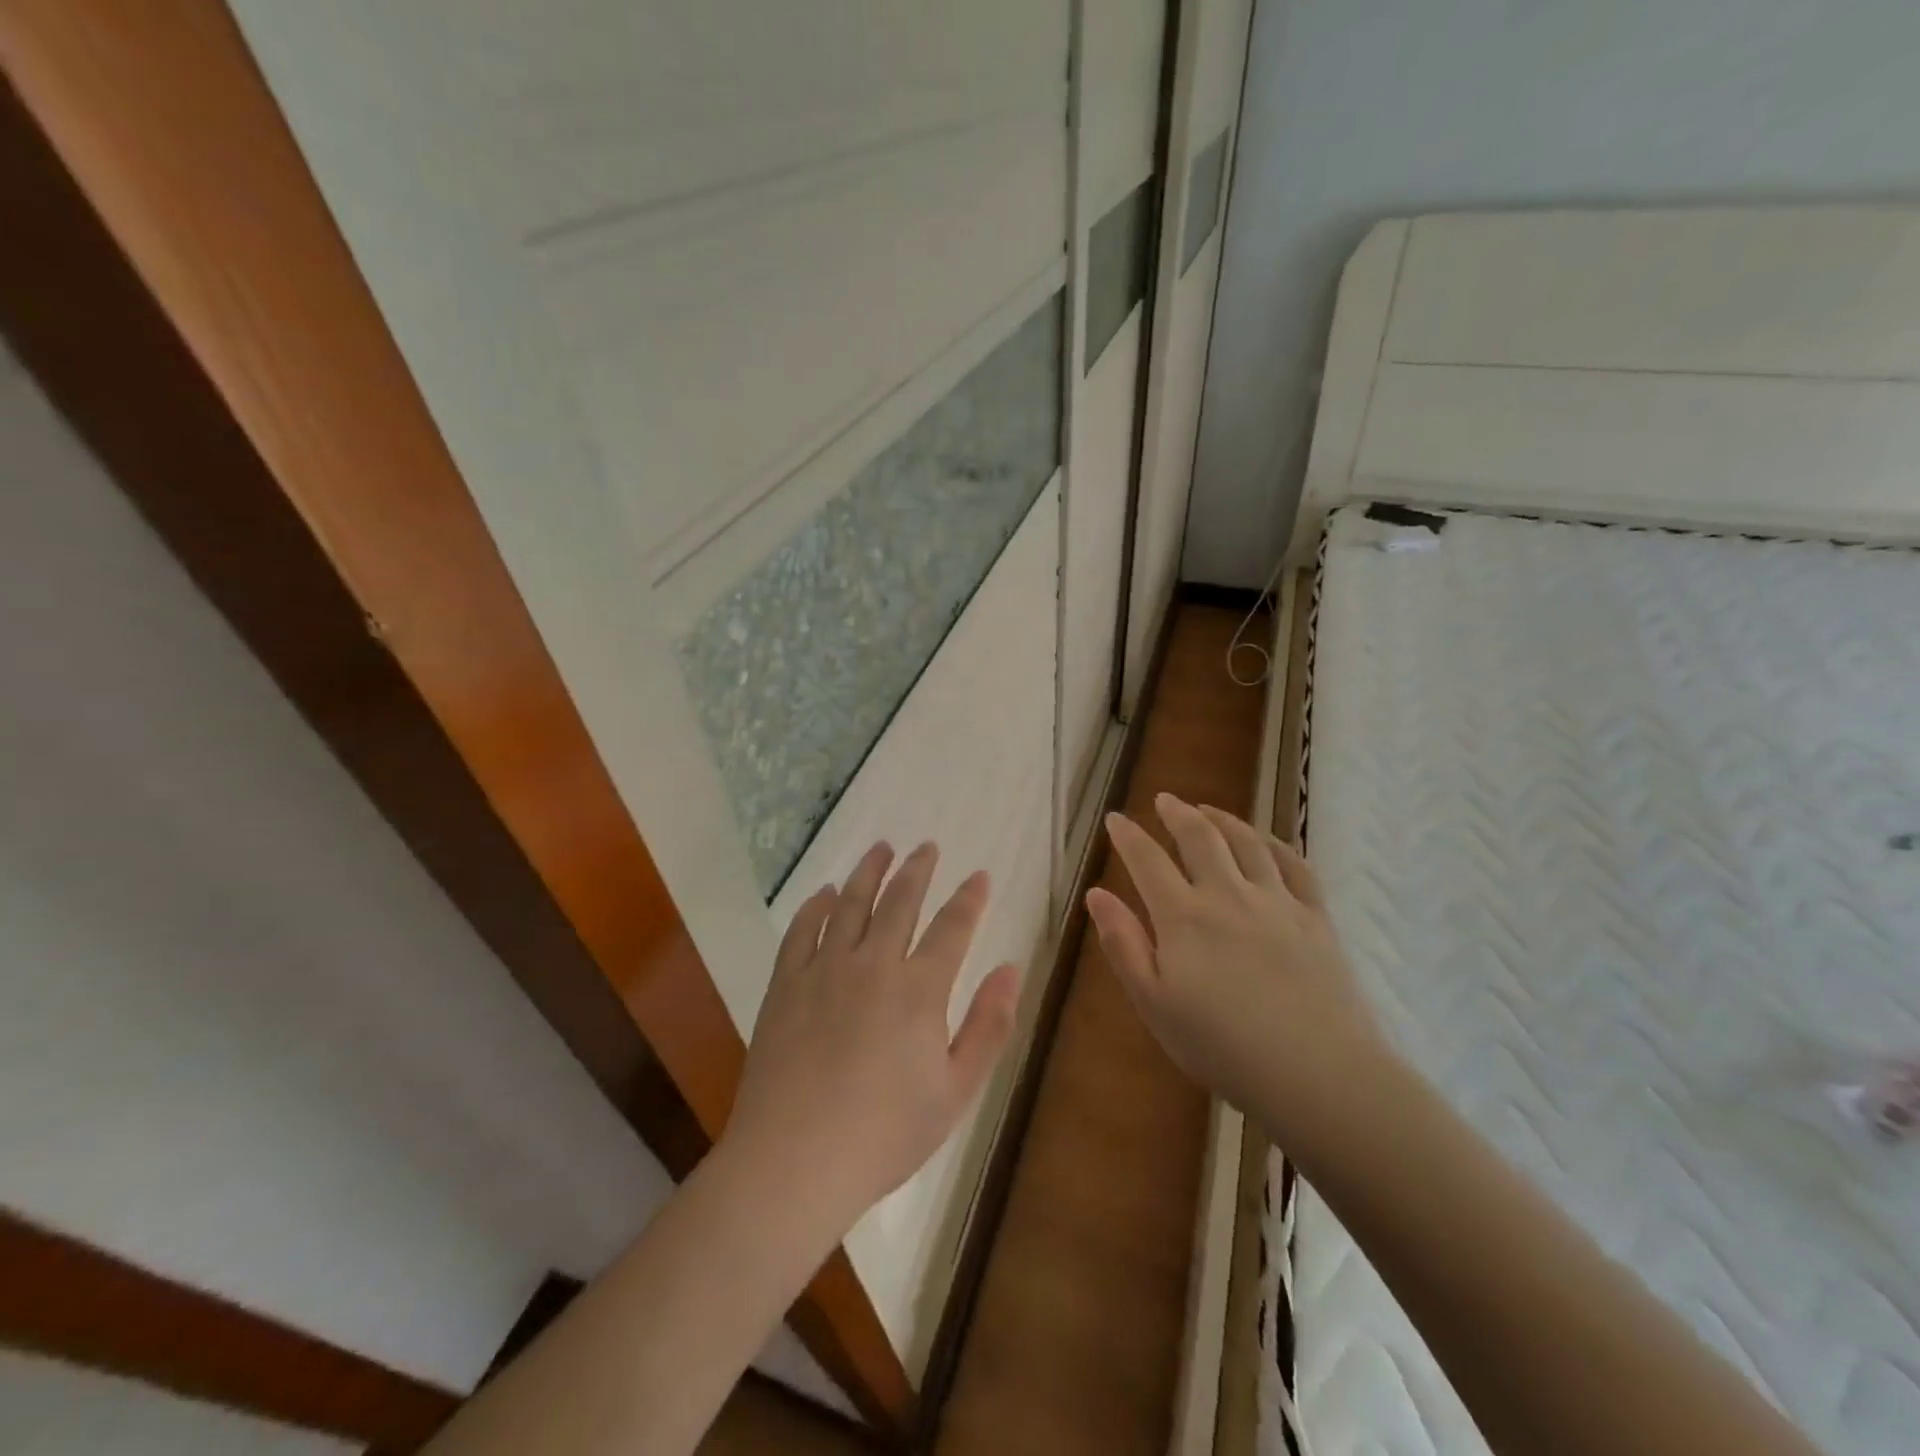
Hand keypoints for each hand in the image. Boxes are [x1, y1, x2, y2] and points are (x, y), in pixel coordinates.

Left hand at [722, 841, 1021, 1233]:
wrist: (794, 1162)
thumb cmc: (885, 1134)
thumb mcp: (956, 1091)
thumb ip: (988, 1026)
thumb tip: (1010, 968)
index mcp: (919, 990)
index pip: (952, 928)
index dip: (969, 899)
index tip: (980, 876)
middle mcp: (873, 965)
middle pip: (899, 902)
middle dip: (917, 870)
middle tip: (926, 846)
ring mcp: (824, 970)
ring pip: (851, 904)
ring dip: (869, 871)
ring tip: (881, 848)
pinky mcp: (786, 985)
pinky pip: (802, 931)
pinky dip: (817, 906)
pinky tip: (826, 893)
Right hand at [1087, 794, 1386, 1139]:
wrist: (1317, 1074)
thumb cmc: (1222, 1047)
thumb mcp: (1154, 1004)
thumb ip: (1123, 944)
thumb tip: (1096, 893)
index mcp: (1183, 917)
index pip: (1148, 861)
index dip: (1128, 836)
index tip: (1115, 818)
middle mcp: (1228, 895)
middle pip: (1200, 838)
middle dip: (1177, 813)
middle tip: (1164, 800)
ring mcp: (1277, 902)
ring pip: (1247, 842)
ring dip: (1223, 819)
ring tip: (1208, 810)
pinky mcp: (1316, 918)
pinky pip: (1295, 865)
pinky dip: (1275, 844)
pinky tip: (1266, 841)